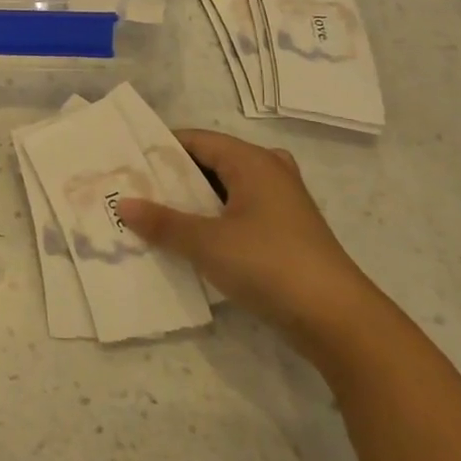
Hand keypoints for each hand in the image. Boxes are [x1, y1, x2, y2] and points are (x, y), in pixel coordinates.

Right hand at [117, 129, 384, 358]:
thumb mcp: (206, 242)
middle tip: (131, 189)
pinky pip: (236, 213)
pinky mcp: (283, 233)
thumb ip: (162, 222)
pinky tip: (186, 240)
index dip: (158, 149)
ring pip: (223, 191)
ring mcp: (279, 203)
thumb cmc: (269, 264)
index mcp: (252, 161)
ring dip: (189, 202)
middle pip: (209, 163)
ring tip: (151, 214)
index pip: (195, 139)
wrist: (338, 320)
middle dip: (170, 177)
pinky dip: (210, 220)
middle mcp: (269, 172)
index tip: (124, 162)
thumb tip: (122, 203)